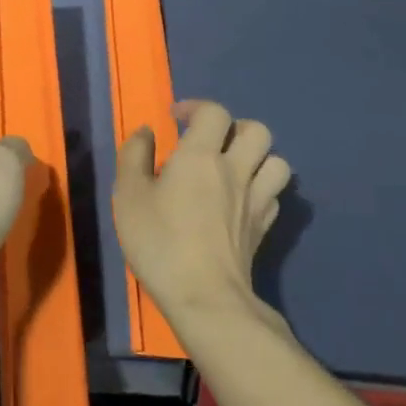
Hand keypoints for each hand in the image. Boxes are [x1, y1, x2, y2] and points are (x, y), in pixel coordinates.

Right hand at [113, 100, 292, 322]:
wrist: (205, 298)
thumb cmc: (160, 241)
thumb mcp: (128, 195)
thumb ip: (134, 156)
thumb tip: (146, 132)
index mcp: (201, 156)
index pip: (214, 113)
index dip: (196, 107)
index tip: (176, 119)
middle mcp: (235, 170)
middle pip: (257, 131)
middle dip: (234, 128)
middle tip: (210, 142)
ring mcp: (255, 201)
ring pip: (277, 162)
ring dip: (258, 158)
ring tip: (233, 167)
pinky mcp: (263, 229)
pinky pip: (274, 195)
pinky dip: (262, 189)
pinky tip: (241, 200)